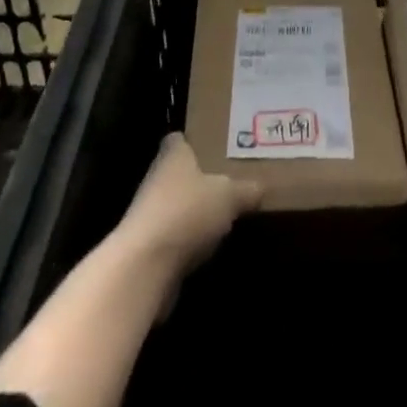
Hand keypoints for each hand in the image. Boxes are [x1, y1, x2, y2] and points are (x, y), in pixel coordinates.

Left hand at [116, 133, 260, 277]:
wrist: (145, 267)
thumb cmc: (187, 212)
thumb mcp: (229, 196)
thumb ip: (246, 190)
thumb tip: (260, 188)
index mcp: (173, 156)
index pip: (178, 139)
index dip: (193, 140)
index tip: (212, 144)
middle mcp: (156, 179)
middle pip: (179, 173)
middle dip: (200, 178)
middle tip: (230, 179)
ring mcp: (149, 215)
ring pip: (177, 206)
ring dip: (194, 212)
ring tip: (225, 213)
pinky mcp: (148, 248)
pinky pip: (174, 237)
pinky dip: (189, 241)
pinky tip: (210, 247)